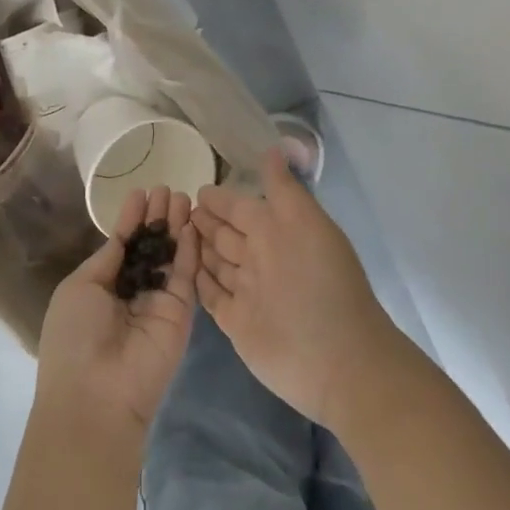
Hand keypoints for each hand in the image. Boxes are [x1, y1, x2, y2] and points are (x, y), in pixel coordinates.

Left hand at [35, 186, 199, 456]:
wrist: (96, 392)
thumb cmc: (75, 335)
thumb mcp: (81, 288)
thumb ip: (107, 261)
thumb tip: (121, 236)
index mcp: (101, 288)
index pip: (122, 247)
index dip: (131, 220)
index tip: (141, 192)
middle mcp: (132, 293)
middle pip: (150, 248)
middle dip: (157, 218)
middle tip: (167, 189)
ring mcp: (158, 303)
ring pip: (171, 257)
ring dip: (176, 227)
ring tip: (181, 196)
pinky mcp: (182, 313)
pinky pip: (185, 275)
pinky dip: (189, 249)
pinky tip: (191, 223)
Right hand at [192, 147, 405, 430]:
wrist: (338, 361)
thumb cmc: (321, 285)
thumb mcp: (306, 225)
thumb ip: (285, 190)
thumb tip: (274, 148)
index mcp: (278, 233)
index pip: (242, 208)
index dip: (221, 199)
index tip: (196, 189)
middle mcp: (262, 260)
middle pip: (227, 235)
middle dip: (206, 221)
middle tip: (176, 210)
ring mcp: (248, 293)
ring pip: (216, 263)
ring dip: (198, 248)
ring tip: (171, 234)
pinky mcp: (236, 323)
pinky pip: (211, 296)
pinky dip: (198, 282)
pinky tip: (181, 270)